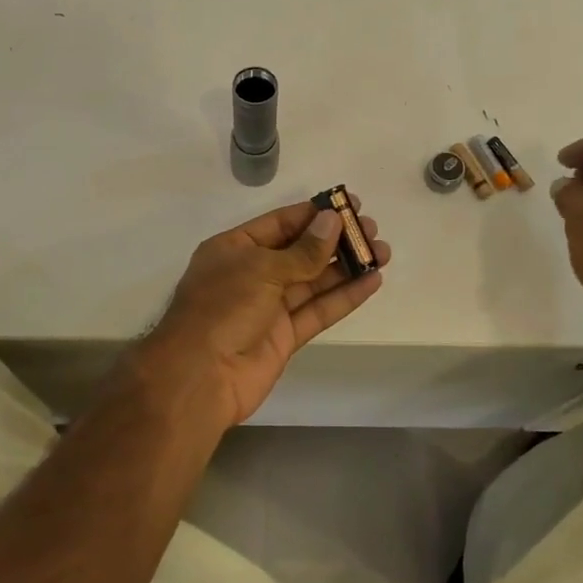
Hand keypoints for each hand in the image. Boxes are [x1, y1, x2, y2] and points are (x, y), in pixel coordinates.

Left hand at [135, 196, 389, 426]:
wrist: (201, 376)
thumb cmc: (222, 309)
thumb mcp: (261, 270)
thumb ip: (303, 250)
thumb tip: (333, 221)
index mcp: (234, 249)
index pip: (280, 224)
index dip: (314, 215)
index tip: (350, 206)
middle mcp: (252, 274)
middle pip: (301, 252)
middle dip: (336, 241)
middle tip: (372, 231)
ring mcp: (269, 307)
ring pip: (313, 282)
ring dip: (347, 267)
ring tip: (382, 253)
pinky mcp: (284, 336)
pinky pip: (318, 311)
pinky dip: (344, 297)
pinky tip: (371, 282)